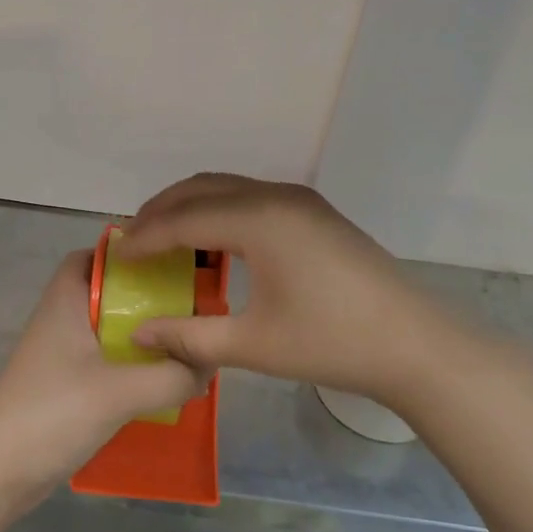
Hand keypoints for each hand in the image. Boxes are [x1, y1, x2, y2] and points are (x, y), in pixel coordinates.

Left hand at [0, 250, 202, 491]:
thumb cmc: (53, 411)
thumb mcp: (120, 391)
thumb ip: (171, 375)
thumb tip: (207, 366)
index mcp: (65, 300)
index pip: (92, 256)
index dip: (126, 254)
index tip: (168, 263)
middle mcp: (60, 320)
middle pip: (106, 294)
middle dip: (145, 299)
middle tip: (188, 309)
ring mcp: (60, 356)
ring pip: (107, 332)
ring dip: (141, 338)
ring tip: (184, 347)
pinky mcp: (64, 388)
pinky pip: (104, 364)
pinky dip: (130, 368)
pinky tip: (159, 385)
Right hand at [116, 173, 501, 402]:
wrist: (415, 343)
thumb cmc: (332, 343)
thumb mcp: (254, 344)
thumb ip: (190, 336)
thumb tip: (139, 333)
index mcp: (260, 220)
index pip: (184, 219)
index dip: (146, 236)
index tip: (117, 254)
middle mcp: (276, 196)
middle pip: (201, 188)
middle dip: (162, 209)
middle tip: (134, 239)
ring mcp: (299, 200)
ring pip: (227, 187)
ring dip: (190, 205)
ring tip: (163, 237)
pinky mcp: (313, 211)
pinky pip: (249, 196)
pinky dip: (218, 209)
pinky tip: (211, 241)